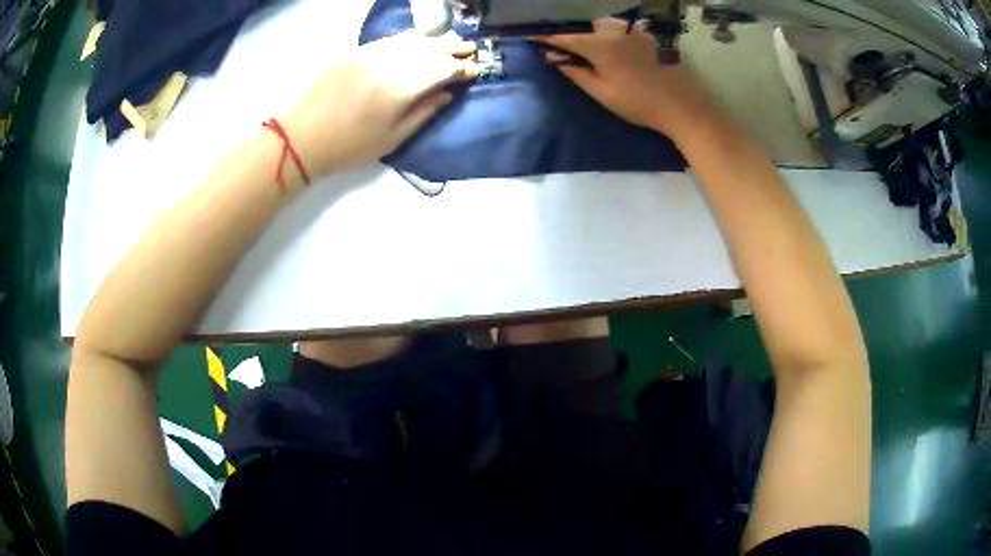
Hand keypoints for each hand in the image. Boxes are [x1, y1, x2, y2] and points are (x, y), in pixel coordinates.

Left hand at [282, 31, 477, 178]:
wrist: (300, 138)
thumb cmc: (348, 147)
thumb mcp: (392, 139)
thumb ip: (424, 113)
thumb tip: (447, 94)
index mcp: (401, 88)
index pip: (442, 69)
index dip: (462, 69)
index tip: (474, 71)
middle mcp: (388, 63)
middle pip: (429, 48)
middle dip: (452, 48)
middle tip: (470, 49)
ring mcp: (369, 53)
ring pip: (410, 40)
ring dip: (432, 41)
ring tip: (447, 43)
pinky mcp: (353, 52)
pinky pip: (388, 40)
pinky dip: (407, 40)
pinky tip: (415, 43)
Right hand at [533, 18, 725, 142]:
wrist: (680, 105)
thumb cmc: (638, 103)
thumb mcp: (601, 92)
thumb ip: (575, 72)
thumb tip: (553, 59)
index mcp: (600, 46)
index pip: (566, 37)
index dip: (547, 38)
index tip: (531, 37)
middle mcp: (613, 32)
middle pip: (583, 26)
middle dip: (568, 33)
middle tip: (557, 44)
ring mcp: (631, 31)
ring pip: (600, 24)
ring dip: (587, 32)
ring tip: (580, 44)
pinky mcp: (643, 35)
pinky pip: (617, 28)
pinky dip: (605, 32)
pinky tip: (605, 43)